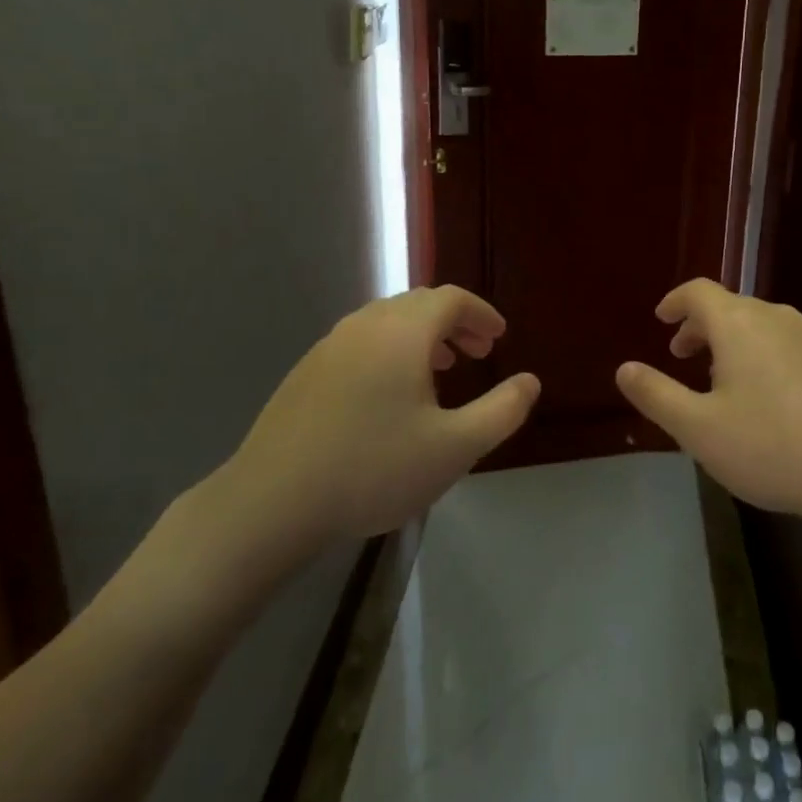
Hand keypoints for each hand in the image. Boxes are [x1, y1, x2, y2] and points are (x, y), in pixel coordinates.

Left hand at [212, 287, 539, 556]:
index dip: (481, 313)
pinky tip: (389, 395)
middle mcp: (365, 325)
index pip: (451, 299)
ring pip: (387, 322)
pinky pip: (361, 342)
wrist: (271, 502)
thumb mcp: (454, 448)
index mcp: (403, 331)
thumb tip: (530, 381)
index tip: (499, 337)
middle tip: (477, 354)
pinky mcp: (306, 371)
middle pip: (419, 304)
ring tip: (439, 370)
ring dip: (421, 336)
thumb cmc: (373, 469)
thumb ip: (502, 411)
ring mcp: (329, 346)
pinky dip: (390, 350)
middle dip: (454, 323)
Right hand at [615, 279, 801, 525]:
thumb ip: (656, 395)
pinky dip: (766, 357)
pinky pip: (790, 346)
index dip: (675, 301)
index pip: (699, 292)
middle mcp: (777, 318)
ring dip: (735, 343)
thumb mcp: (698, 429)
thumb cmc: (772, 447)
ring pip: (763, 327)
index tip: (661, 319)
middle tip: (683, 354)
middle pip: (731, 307)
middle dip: (702, 326)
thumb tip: (625, 368)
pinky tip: (772, 400)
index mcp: (739, 324)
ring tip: (724, 380)